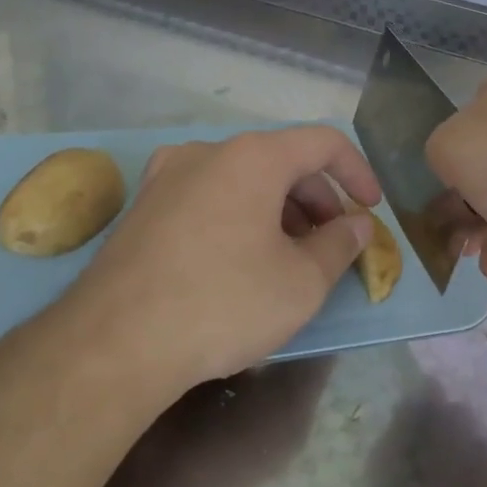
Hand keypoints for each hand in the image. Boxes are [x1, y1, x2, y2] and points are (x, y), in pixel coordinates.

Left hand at [55, 126, 381, 393]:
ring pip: (242, 180)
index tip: (371, 209)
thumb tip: (356, 225)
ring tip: (289, 258)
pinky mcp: (142, 208)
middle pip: (280, 161)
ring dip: (279, 210)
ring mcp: (166, 177)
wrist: (115, 343)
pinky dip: (239, 217)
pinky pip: (208, 198)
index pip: (322, 143)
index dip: (357, 172)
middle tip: (332, 243)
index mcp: (253, 157)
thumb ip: (340, 245)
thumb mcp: (301, 282)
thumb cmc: (224, 302)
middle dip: (317, 199)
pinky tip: (240, 261)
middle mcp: (207, 152)